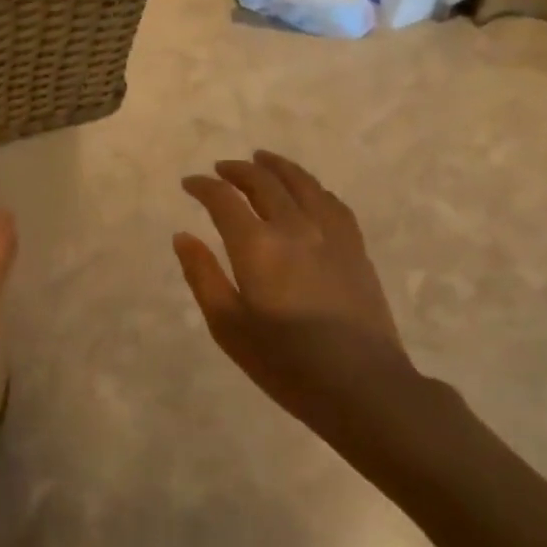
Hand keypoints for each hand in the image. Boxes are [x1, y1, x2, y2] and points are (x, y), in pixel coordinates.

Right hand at [174, 151, 456, 476]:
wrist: (363, 387)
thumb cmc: (286, 363)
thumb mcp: (228, 326)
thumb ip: (203, 275)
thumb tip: (183, 236)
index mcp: (256, 245)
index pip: (224, 199)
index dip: (203, 186)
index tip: (190, 183)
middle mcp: (293, 227)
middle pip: (263, 182)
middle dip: (238, 170)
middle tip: (221, 169)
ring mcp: (330, 234)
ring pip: (301, 183)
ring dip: (277, 167)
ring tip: (262, 159)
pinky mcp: (355, 247)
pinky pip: (331, 202)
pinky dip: (312, 187)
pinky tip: (307, 191)